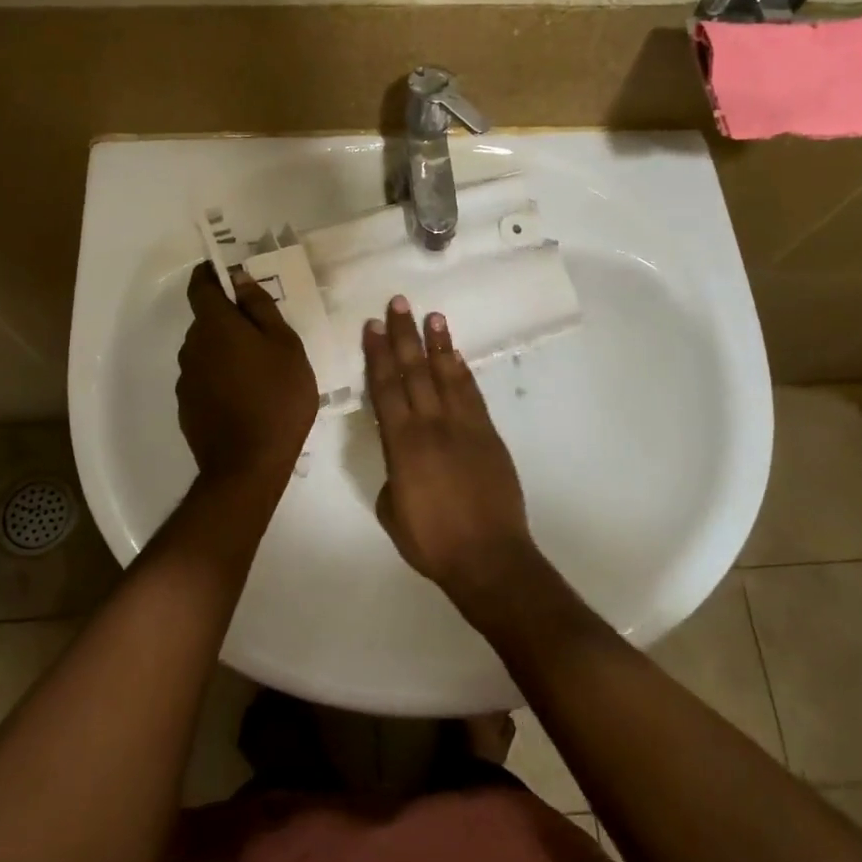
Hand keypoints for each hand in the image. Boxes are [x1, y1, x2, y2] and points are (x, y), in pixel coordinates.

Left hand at [176, 264, 317, 484]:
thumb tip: (239, 280)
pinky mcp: (187, 406)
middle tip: (264, 333)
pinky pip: (204, 378)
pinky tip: (246, 396)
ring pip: (206, 351)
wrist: (248, 465)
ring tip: (260, 370)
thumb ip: (260, 308)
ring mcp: (186, 379)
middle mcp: (192, 347)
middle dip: (229, 319)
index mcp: (215, 326)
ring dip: (226, 350)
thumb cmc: (277, 397)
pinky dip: (221, 377)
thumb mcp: (285, 346)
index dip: (212, 275)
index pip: (200, 286)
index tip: (229, 274)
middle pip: (206, 320)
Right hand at [363, 296, 535, 599]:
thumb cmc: (432, 541)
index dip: (377, 355)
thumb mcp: (392, 511)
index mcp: (402, 444)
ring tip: (431, 316)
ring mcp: (464, 426)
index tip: (372, 326)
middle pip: (415, 371)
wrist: (489, 557)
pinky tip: (455, 355)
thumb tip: (401, 460)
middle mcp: (432, 425)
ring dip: (438, 344)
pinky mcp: (488, 434)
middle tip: (399, 303)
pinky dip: (462, 371)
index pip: (386, 388)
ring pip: (447, 375)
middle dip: (404, 336)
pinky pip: (472, 394)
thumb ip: (392, 475)